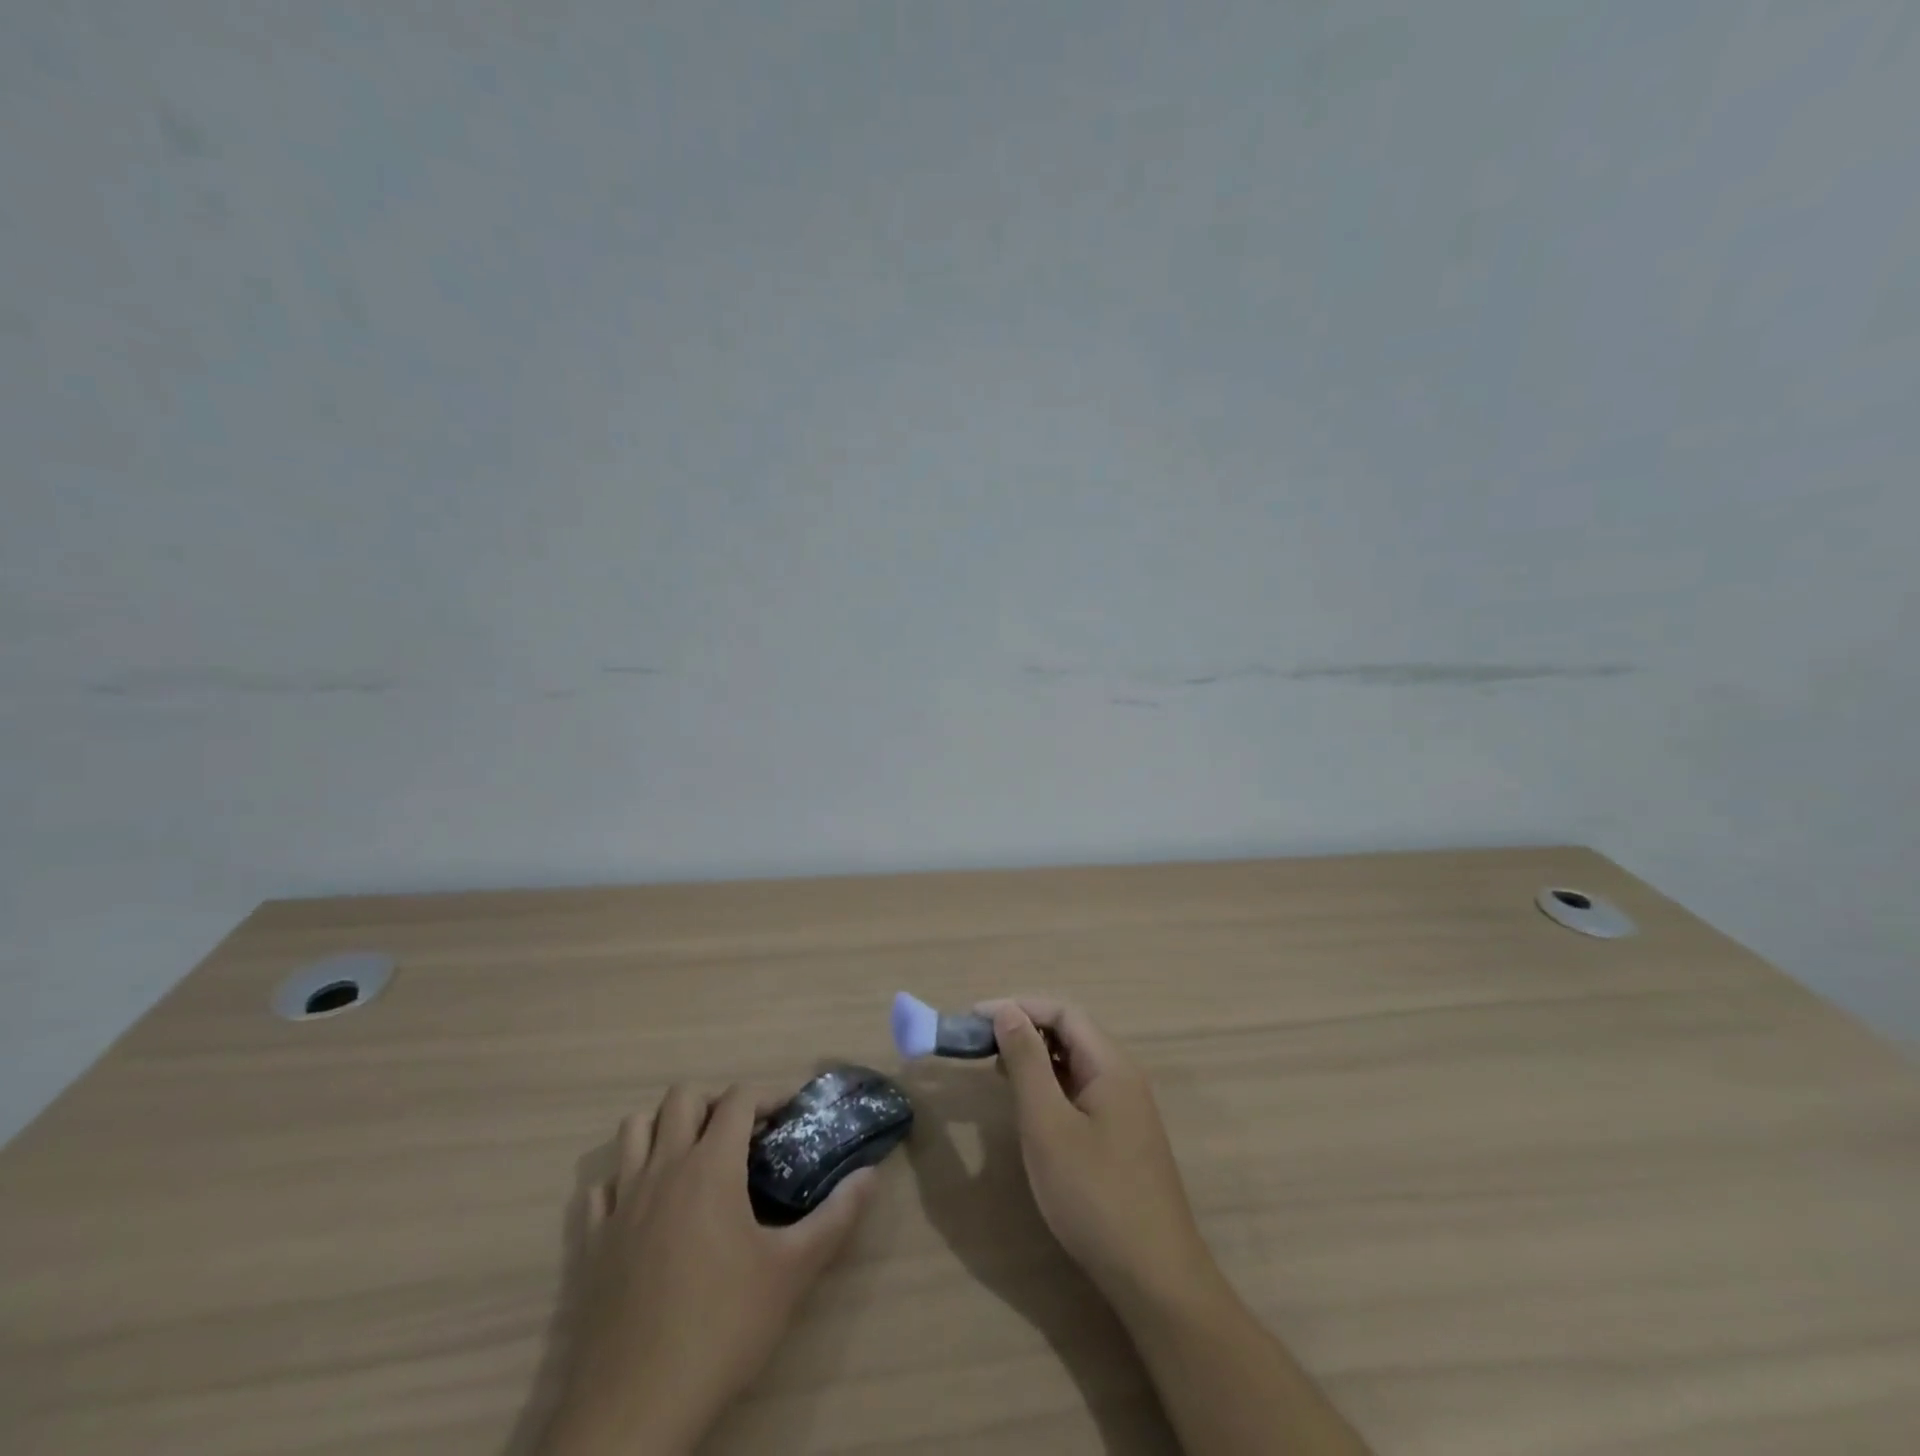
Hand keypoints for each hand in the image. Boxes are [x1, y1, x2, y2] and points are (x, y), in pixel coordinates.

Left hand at [543, 1084, 876, 1455]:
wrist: (634, 1408)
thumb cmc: (722, 1328)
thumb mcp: (792, 1272)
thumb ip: (835, 1217)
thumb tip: (871, 1175)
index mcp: (710, 1167)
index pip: (738, 1098)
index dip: (767, 1095)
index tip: (789, 1115)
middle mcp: (663, 1169)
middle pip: (681, 1098)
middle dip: (715, 1102)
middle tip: (742, 1134)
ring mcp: (622, 1204)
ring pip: (634, 1130)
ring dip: (665, 1128)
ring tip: (694, 1156)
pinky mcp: (592, 1242)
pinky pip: (603, 1188)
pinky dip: (625, 1180)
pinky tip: (647, 1206)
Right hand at [981, 997, 1222, 1318]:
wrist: (1155, 1277)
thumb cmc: (1095, 1195)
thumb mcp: (1048, 1125)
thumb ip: (1027, 1063)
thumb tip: (1007, 1011)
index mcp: (1111, 1064)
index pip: (1062, 1011)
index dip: (1018, 1007)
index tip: (975, 1018)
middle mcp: (1122, 1076)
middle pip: (1070, 1032)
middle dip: (1024, 1029)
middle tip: (980, 1043)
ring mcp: (1125, 1107)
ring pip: (1074, 1063)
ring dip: (1035, 1057)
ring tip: (995, 1068)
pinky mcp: (1120, 1136)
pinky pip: (1079, 1091)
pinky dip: (1049, 1085)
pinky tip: (1028, 1105)